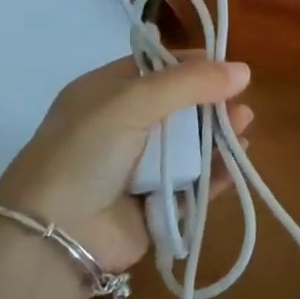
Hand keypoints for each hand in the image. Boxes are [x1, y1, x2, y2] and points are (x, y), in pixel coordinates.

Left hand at [0, 56, 252, 273]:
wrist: (56, 233)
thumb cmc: (86, 152)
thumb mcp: (131, 102)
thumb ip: (188, 83)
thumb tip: (243, 70)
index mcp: (106, 93)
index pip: (157, 67)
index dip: (192, 65)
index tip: (227, 67)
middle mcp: (123, 126)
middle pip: (180, 106)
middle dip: (211, 102)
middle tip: (239, 103)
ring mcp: (140, 167)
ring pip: (191, 144)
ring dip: (218, 135)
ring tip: (243, 126)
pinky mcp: (157, 202)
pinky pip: (195, 182)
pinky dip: (217, 171)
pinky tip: (236, 159)